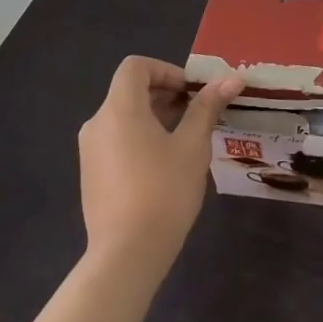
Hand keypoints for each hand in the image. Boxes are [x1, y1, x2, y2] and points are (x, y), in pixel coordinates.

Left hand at [78, 57, 241, 273]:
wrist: (126, 255)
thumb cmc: (163, 191)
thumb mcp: (193, 144)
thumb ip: (207, 107)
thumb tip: (231, 79)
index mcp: (119, 109)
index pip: (136, 66)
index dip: (166, 70)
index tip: (191, 92)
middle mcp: (97, 124)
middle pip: (130, 91)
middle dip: (167, 94)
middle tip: (198, 114)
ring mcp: (90, 151)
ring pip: (125, 117)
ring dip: (156, 117)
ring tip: (187, 140)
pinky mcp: (92, 175)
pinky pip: (117, 140)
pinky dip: (141, 138)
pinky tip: (165, 165)